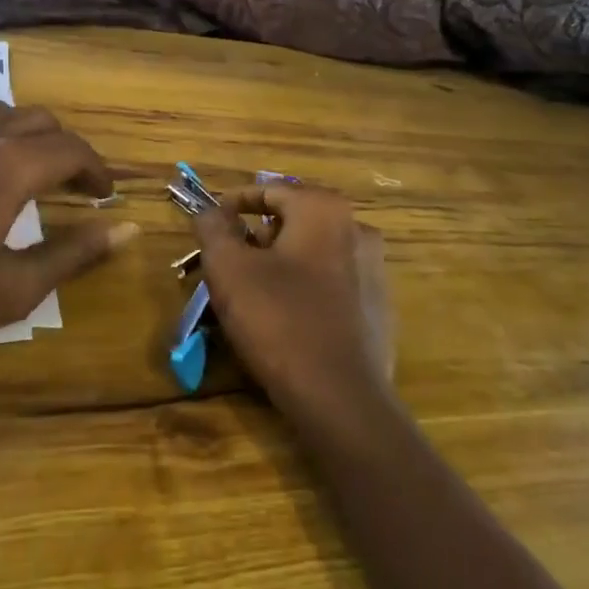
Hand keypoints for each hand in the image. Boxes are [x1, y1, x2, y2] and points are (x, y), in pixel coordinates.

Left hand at [0, 102, 137, 362]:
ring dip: (23, 134)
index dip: (96, 170)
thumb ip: (74, 253)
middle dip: (66, 150)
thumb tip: (129, 229)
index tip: (105, 196)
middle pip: (40, 121)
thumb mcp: (12, 288)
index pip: (73, 150)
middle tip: (72, 186)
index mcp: (11, 166)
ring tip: (25, 168)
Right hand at [191, 185, 393, 425]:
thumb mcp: (229, 269)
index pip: (269, 190)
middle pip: (293, 219)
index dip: (233, 204)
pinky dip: (306, 286)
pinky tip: (286, 317)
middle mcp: (356, 227)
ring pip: (313, 251)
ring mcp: (374, 268)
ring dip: (281, 261)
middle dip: (257, 235)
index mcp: (323, 209)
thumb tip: (210, 211)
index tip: (210, 225)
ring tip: (252, 290)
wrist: (342, 398)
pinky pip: (332, 282)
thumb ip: (214, 228)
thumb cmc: (279, 320)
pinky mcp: (378, 306)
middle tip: (228, 260)